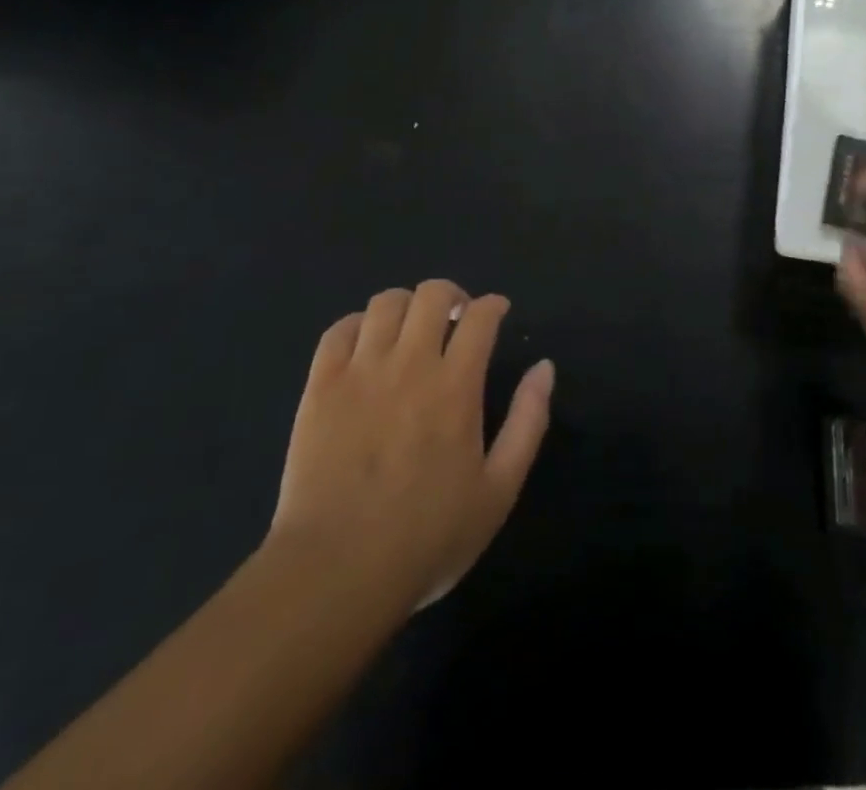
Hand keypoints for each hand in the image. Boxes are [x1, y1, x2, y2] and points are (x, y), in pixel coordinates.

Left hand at [268, 280, 554, 613]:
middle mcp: (410, 364)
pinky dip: (359, 325)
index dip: (493, 305)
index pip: (480, 316)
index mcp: (456, 385)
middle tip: (456, 318)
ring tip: (411, 330)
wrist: (336, 571)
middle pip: (432, 294)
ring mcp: (361, 371)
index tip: (498, 312)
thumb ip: (528, 421)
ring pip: (385, 303)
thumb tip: (544, 367)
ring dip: (407, 306)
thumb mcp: (499, 490)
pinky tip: (367, 345)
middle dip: (451, 295)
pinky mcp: (321, 387)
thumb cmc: (427, 537)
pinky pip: (339, 330)